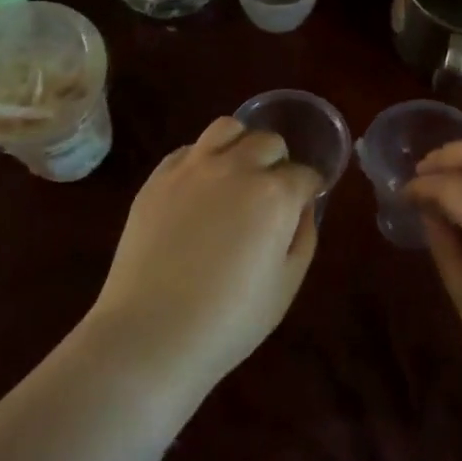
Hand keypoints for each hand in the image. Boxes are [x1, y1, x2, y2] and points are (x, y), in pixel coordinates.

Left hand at [84, 117, 321, 398]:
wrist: (152, 332)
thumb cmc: (229, 320)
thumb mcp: (286, 285)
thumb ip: (303, 236)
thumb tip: (302, 207)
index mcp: (274, 194)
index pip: (305, 174)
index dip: (309, 190)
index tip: (305, 203)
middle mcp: (236, 167)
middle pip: (268, 142)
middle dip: (278, 163)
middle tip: (271, 193)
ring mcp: (193, 167)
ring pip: (227, 127)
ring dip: (241, 144)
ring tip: (237, 173)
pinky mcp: (158, 177)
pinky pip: (189, 149)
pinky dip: (203, 159)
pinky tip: (200, 188)